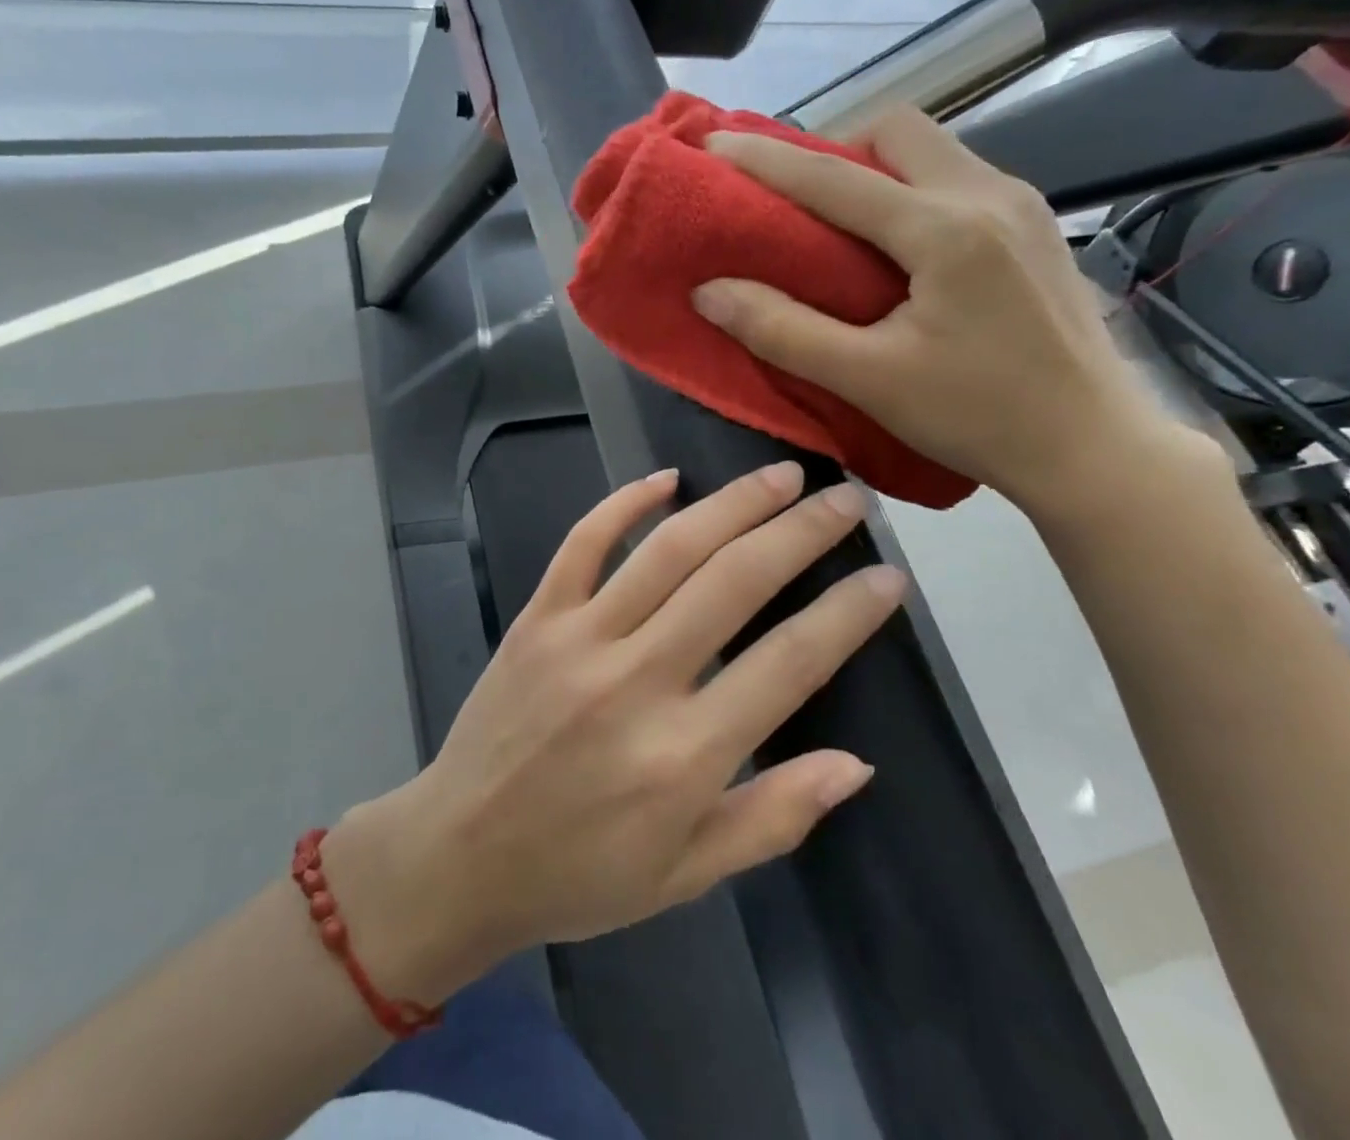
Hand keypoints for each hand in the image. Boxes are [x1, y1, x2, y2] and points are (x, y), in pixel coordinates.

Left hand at [324, 464, 905, 1001]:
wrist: (460, 854)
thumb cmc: (580, 874)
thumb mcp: (687, 875)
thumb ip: (775, 816)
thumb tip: (856, 763)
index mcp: (686, 755)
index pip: (791, 662)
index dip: (848, 613)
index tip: (889, 576)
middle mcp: (636, 680)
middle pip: (735, 582)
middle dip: (801, 532)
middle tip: (846, 499)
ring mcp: (579, 638)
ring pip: (668, 549)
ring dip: (732, 504)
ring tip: (782, 474)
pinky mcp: (536, 618)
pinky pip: (582, 543)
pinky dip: (624, 503)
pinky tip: (667, 477)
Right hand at [688, 106, 1199, 513]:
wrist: (1094, 447)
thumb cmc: (979, 416)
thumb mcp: (868, 380)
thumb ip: (782, 331)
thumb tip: (709, 291)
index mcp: (946, 230)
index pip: (835, 177)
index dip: (766, 160)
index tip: (714, 147)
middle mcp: (989, 195)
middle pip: (897, 130)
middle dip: (834, 149)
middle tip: (795, 200)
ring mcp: (1021, 206)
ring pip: (931, 150)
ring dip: (873, 168)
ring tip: (837, 222)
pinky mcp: (1035, 228)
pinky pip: (956, 178)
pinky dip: (909, 190)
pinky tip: (897, 247)